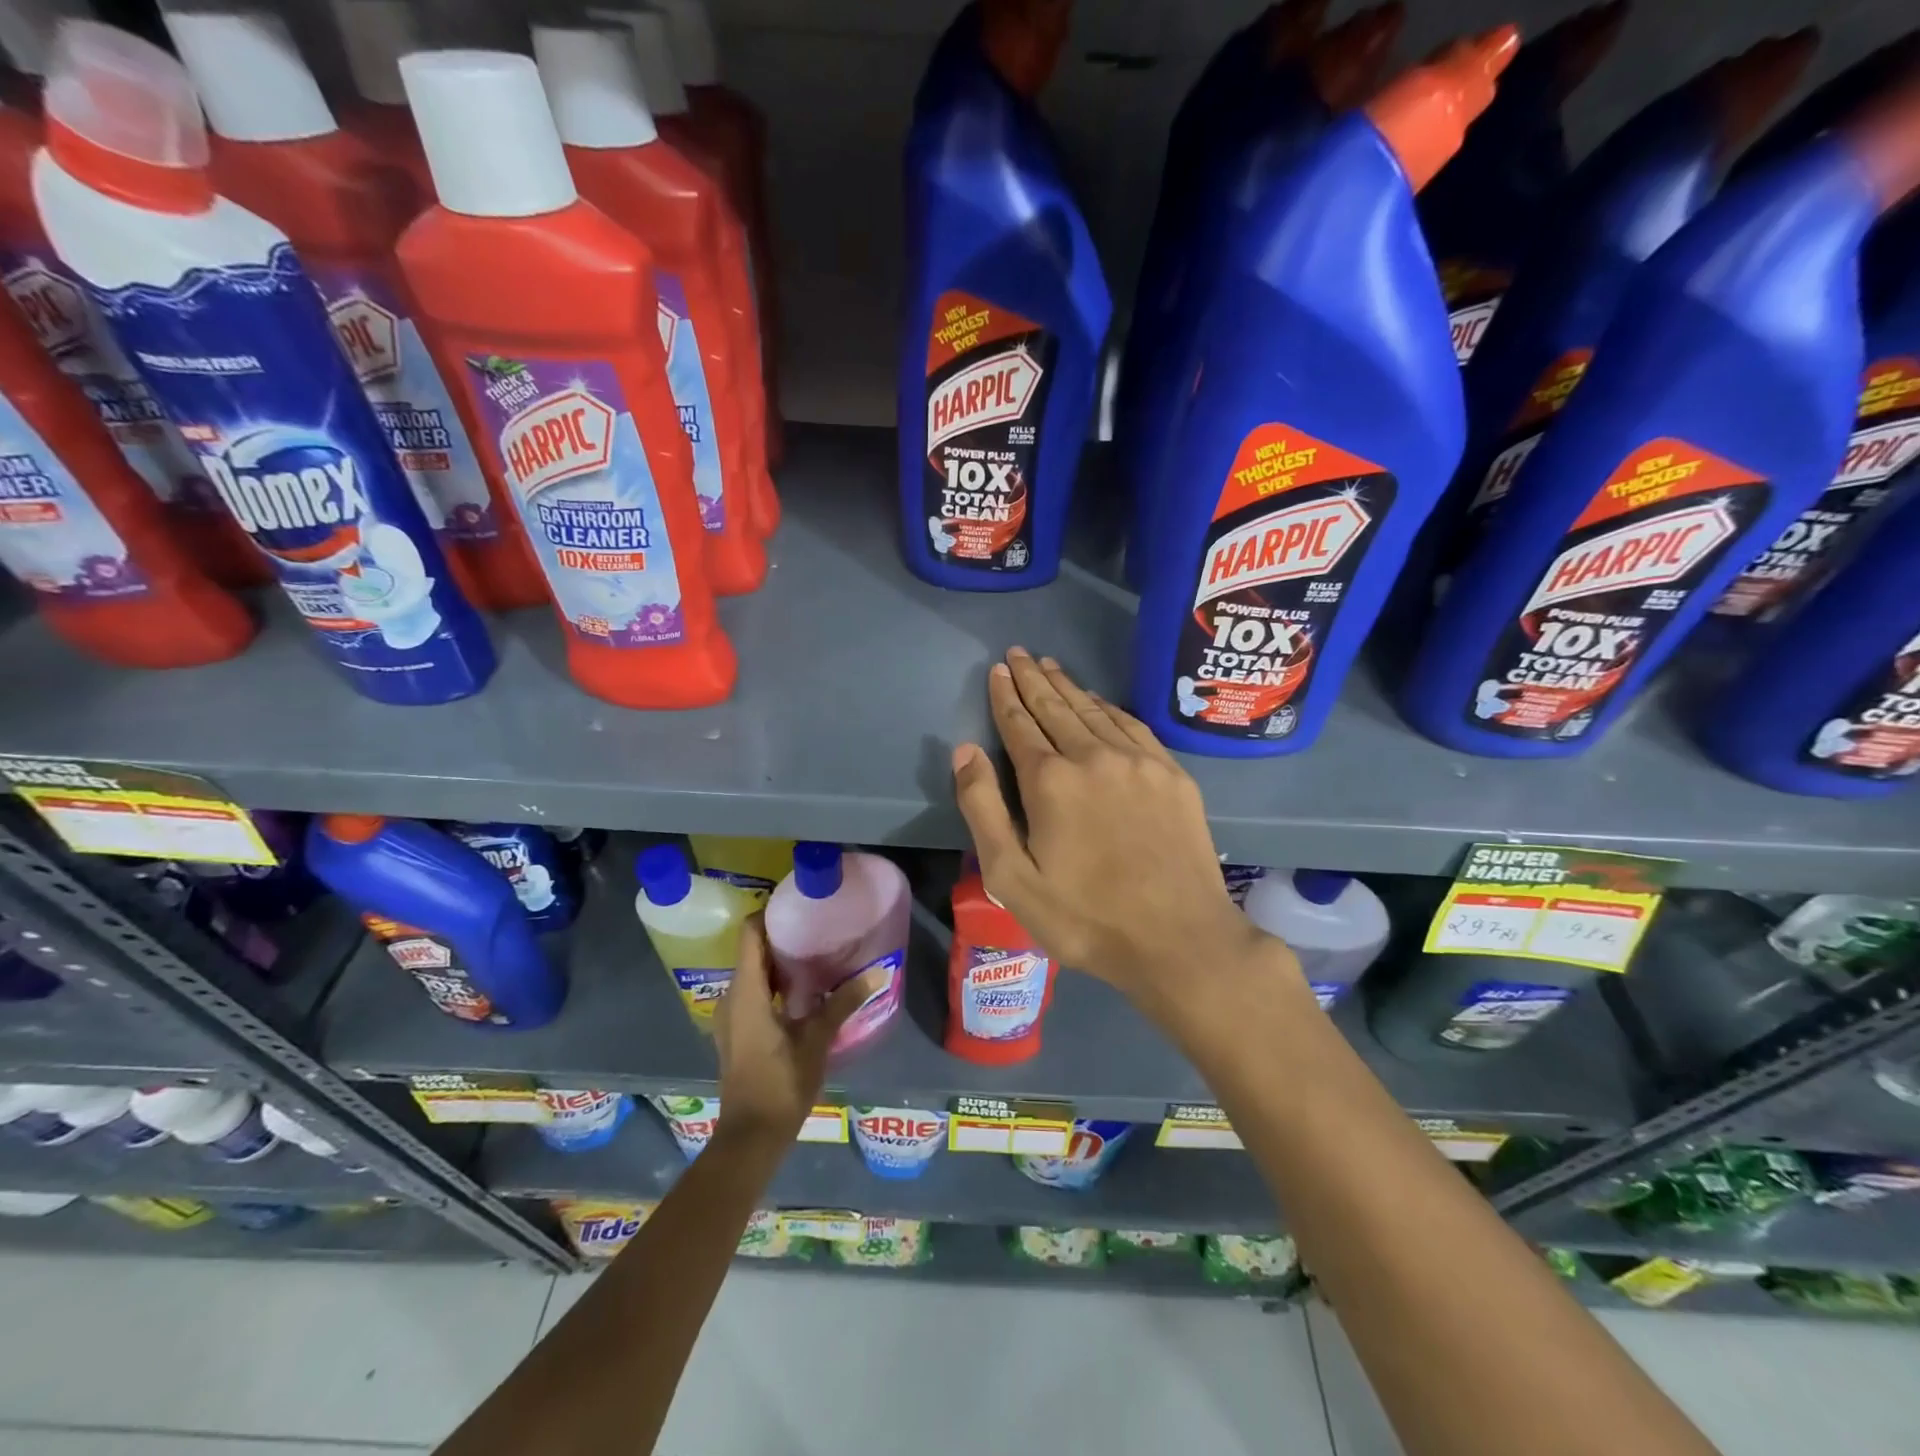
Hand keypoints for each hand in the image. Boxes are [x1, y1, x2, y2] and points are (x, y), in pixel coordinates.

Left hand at [713, 916, 885, 1147]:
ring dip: (780, 963)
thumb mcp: (817, 1040)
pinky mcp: (737, 1032)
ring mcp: (731, 1016)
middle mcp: (732, 997)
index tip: (799, 907)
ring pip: (753, 974)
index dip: (770, 914)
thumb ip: (843, 1002)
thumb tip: (878, 972)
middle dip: (782, 937)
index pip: (749, 934)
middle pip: (752, 951)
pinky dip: (774, 984)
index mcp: (746, 991)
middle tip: (818, 928)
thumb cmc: (781, 1083)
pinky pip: (753, 993)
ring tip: (816, 955)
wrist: (750, 1138)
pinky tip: (804, 992)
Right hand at [951, 648, 1296, 1014]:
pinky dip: (1109, 707)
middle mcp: (1093, 756)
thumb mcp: (1011, 878)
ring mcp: (1138, 761)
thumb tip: (965, 750)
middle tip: (1019, 653)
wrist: (1179, 938)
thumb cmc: (1084, 917)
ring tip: (1050, 666)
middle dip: (1033, 680)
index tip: (998, 670)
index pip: (1019, 724)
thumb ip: (982, 809)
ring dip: (1069, 686)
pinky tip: (1100, 701)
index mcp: (1050, 780)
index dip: (1005, 696)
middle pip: (1056, 707)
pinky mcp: (1172, 774)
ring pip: (1094, 710)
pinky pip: (1133, 725)